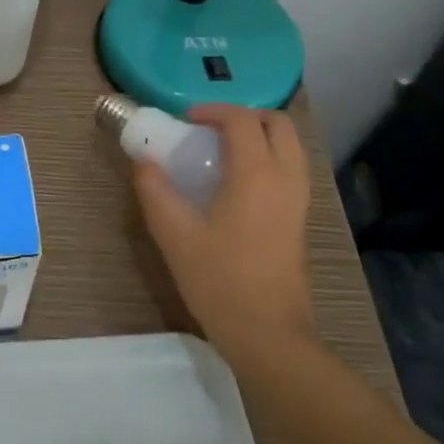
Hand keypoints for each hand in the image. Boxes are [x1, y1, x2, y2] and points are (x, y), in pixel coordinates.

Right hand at [133, 105, 315, 366]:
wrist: (268, 332)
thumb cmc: (219, 280)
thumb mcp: (174, 234)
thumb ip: (155, 191)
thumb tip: (143, 162)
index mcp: (256, 174)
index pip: (242, 121)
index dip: (213, 111)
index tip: (185, 120)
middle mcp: (286, 178)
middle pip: (278, 124)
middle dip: (244, 116)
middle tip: (208, 129)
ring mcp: (299, 200)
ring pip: (289, 146)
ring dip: (258, 136)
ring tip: (220, 153)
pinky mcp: (300, 219)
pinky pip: (290, 169)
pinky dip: (267, 158)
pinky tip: (235, 184)